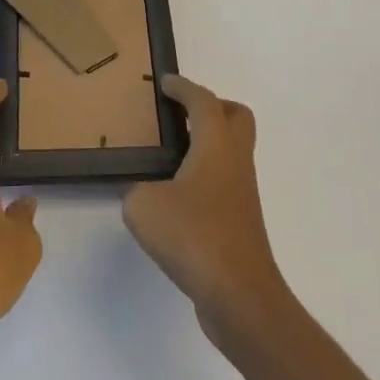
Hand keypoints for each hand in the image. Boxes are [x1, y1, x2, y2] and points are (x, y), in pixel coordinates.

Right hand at [123, 74, 289, 350]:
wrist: (240, 297)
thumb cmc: (195, 236)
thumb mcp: (144, 206)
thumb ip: (137, 190)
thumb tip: (144, 193)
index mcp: (216, 143)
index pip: (202, 100)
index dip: (183, 87)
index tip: (165, 82)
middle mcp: (235, 160)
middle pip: (235, 117)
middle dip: (211, 108)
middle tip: (180, 114)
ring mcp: (242, 192)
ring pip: (232, 151)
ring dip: (208, 143)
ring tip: (172, 155)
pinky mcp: (241, 222)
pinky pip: (225, 181)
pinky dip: (206, 176)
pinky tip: (178, 197)